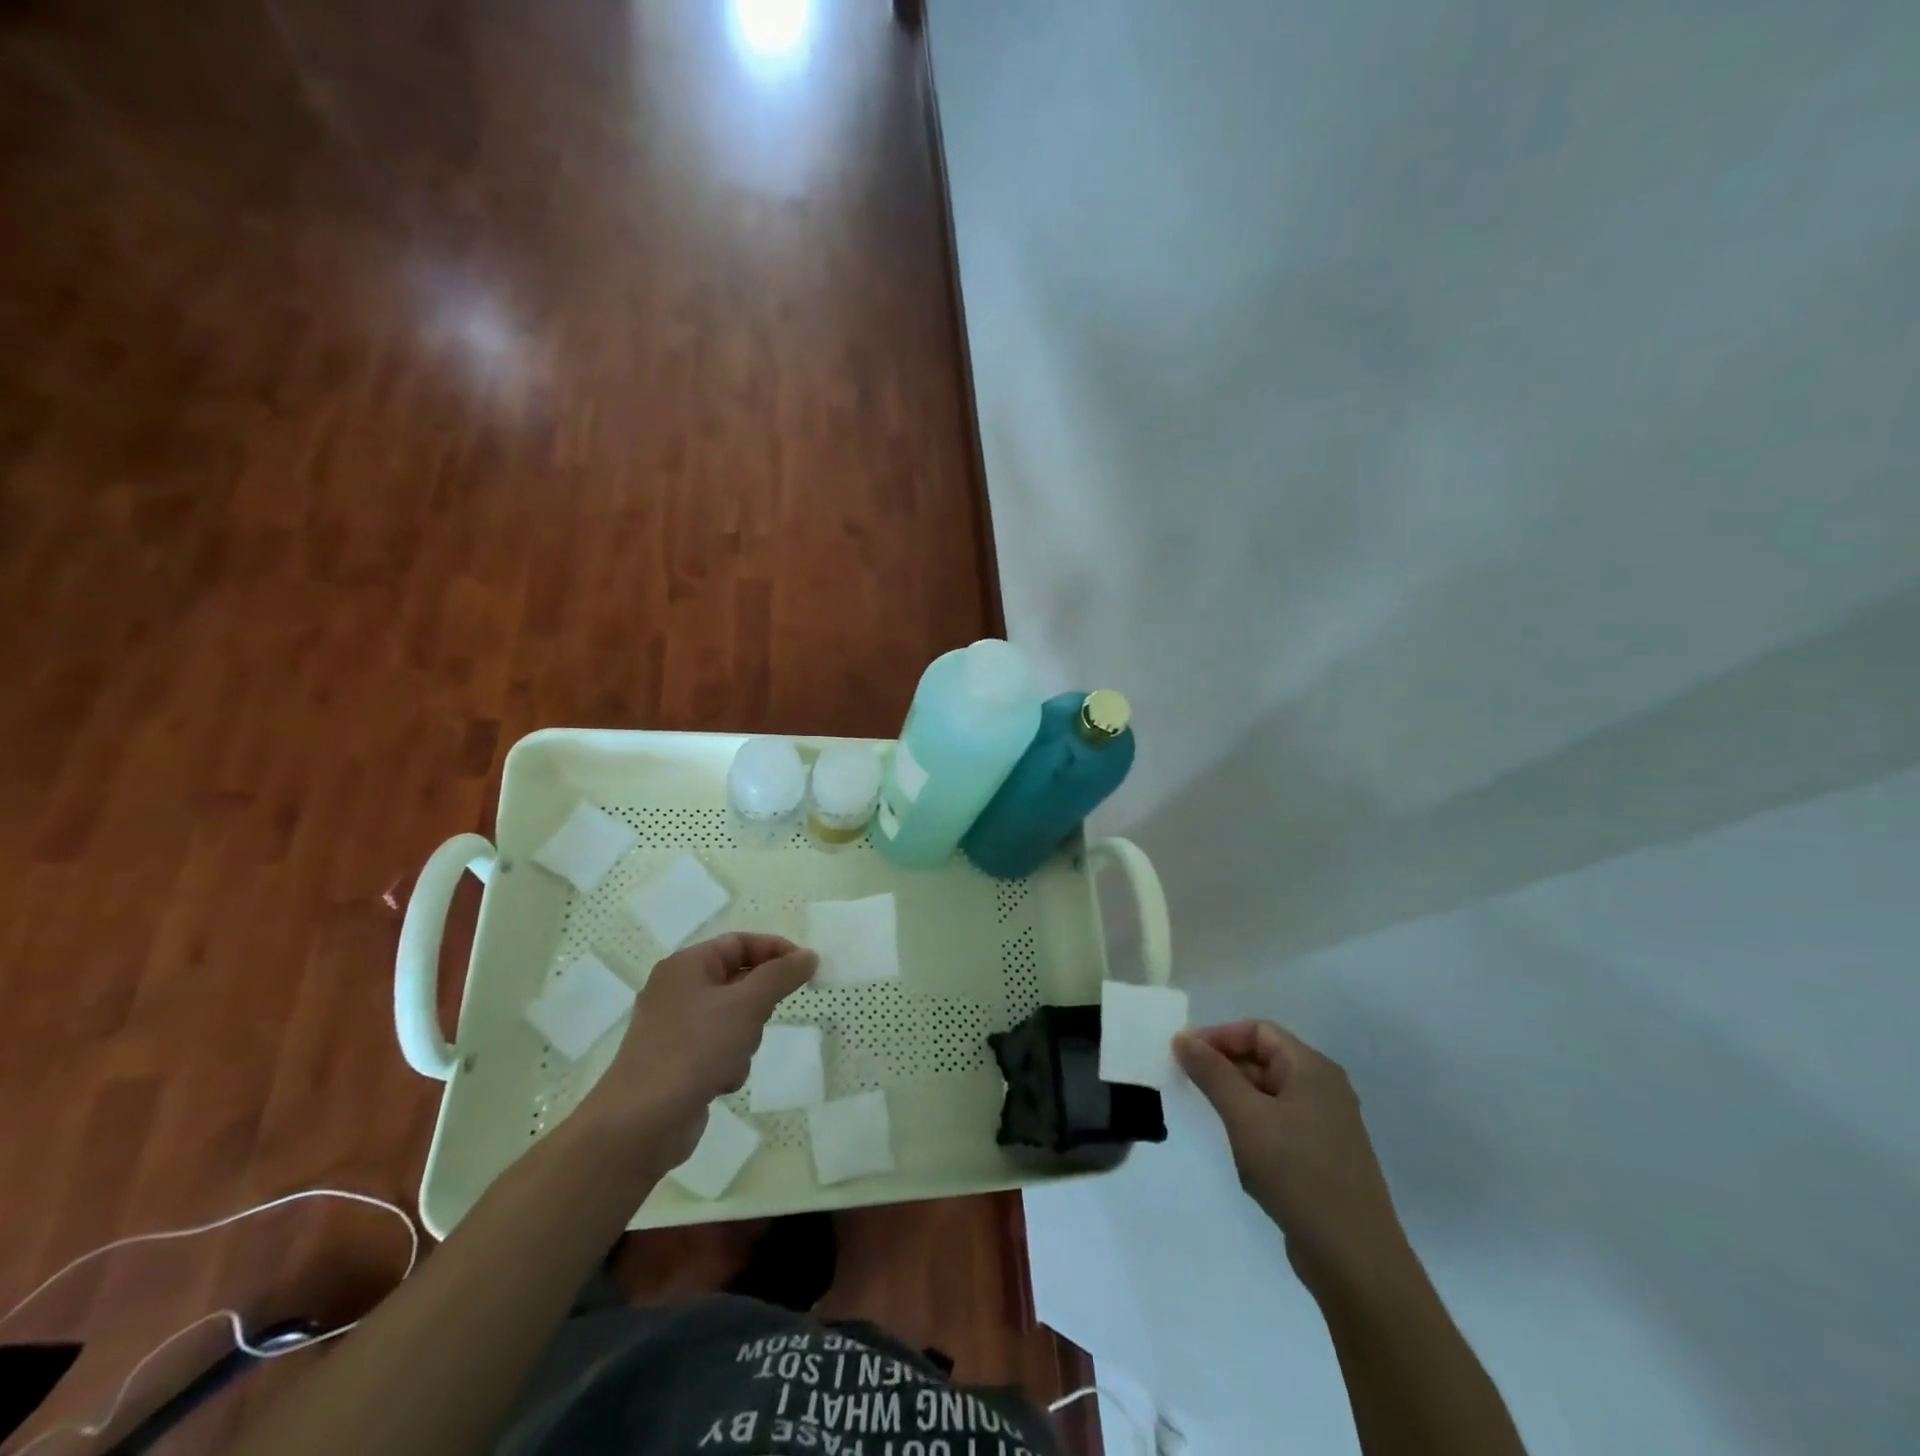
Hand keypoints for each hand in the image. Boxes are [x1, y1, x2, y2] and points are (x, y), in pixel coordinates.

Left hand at [585, 933, 816, 1162]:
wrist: (640, 1124)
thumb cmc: (694, 1049)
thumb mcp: (746, 1005)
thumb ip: (781, 976)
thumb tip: (808, 956)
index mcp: (686, 966)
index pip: (740, 942)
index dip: (776, 951)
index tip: (807, 969)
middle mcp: (677, 990)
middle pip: (738, 981)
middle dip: (758, 1004)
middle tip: (763, 1018)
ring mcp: (675, 1028)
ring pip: (733, 1017)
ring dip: (745, 1037)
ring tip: (734, 1057)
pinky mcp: (678, 1062)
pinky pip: (719, 1047)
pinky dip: (728, 1061)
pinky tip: (720, 1081)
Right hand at [1175, 1020, 1409, 1289]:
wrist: (1355, 1259)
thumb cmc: (1298, 1173)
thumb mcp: (1246, 1117)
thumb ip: (1212, 1073)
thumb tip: (1183, 1038)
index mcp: (1312, 1068)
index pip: (1258, 1031)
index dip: (1218, 1036)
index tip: (1184, 1055)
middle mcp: (1324, 1088)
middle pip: (1264, 1058)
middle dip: (1224, 1066)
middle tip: (1188, 1084)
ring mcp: (1327, 1124)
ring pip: (1270, 1092)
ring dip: (1236, 1097)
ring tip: (1207, 1115)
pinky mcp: (1324, 1156)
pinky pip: (1280, 1122)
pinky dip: (1253, 1123)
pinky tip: (1237, 1147)